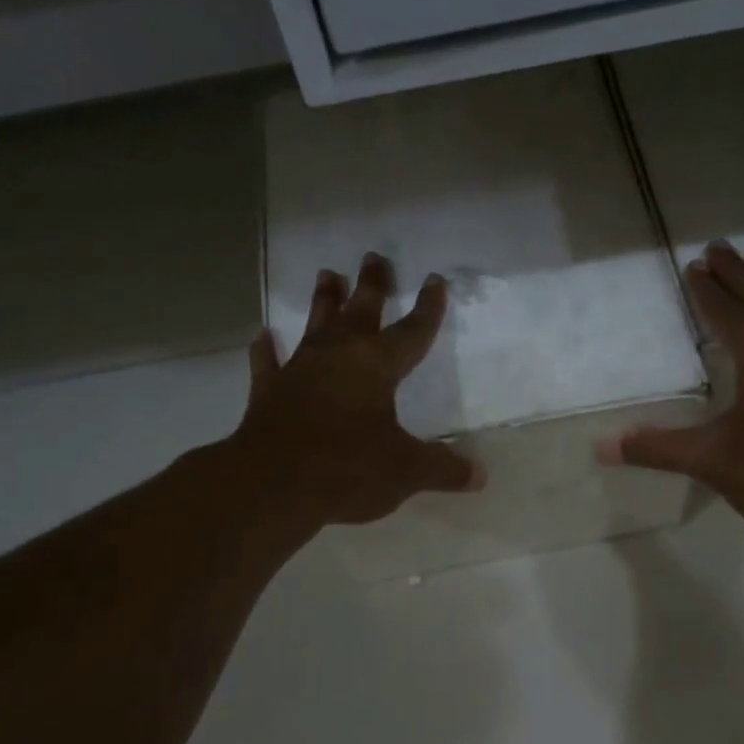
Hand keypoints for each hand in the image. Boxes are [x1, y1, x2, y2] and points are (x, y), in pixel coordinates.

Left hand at [232, 253, 482, 527]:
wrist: (273, 486)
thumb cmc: (347, 470)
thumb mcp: (406, 472)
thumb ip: (443, 469)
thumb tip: (480, 476)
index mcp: (376, 367)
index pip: (411, 331)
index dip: (427, 308)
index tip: (435, 280)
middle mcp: (338, 357)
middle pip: (359, 312)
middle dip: (372, 285)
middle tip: (374, 256)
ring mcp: (298, 371)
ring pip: (315, 326)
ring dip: (324, 301)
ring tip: (327, 274)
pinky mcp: (268, 393)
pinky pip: (267, 363)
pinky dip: (266, 350)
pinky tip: (263, 336)